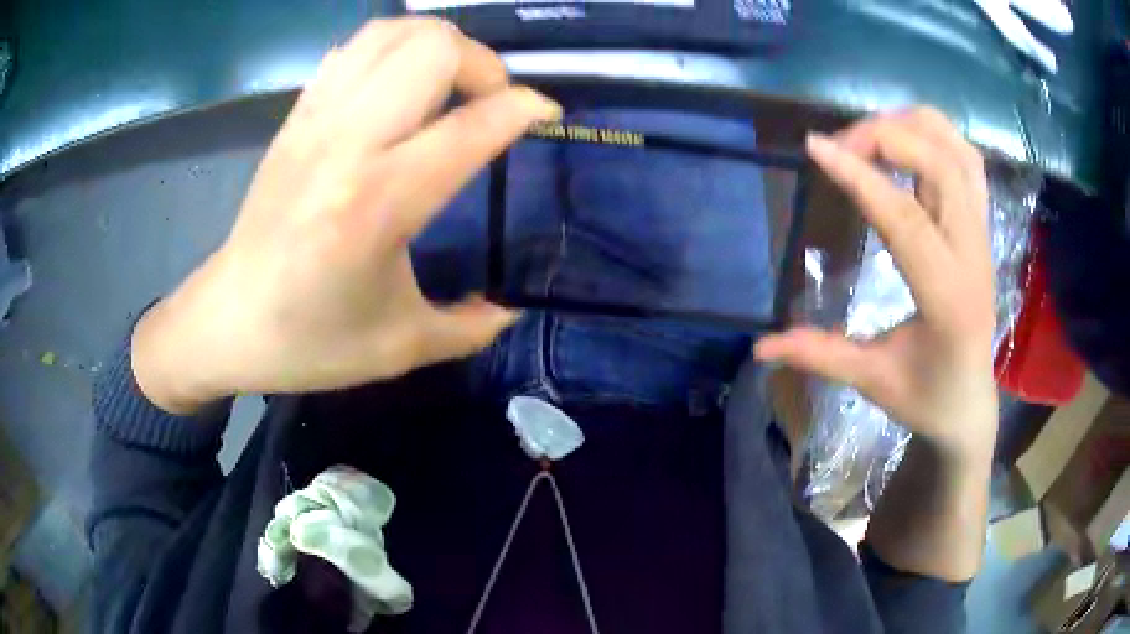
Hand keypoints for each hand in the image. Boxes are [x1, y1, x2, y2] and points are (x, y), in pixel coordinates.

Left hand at [132, 19, 560, 413]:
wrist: (227, 321)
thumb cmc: (309, 340)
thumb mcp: (400, 347)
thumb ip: (469, 328)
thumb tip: (511, 310)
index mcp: (379, 203)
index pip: (472, 124)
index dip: (525, 107)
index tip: (546, 114)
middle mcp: (348, 144)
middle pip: (433, 48)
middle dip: (481, 63)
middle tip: (488, 101)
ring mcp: (316, 121)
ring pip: (392, 33)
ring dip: (436, 45)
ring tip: (448, 84)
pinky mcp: (296, 117)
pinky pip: (354, 49)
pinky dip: (392, 49)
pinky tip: (399, 87)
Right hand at [755, 108, 997, 459]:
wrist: (970, 402)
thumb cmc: (927, 397)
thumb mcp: (872, 381)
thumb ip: (820, 355)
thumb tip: (760, 348)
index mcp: (948, 297)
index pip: (905, 218)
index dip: (858, 177)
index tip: (814, 147)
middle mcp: (973, 252)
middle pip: (936, 162)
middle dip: (881, 137)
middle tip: (836, 148)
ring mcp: (982, 233)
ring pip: (955, 149)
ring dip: (908, 127)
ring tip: (868, 140)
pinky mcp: (983, 224)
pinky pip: (965, 156)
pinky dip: (933, 135)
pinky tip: (905, 146)